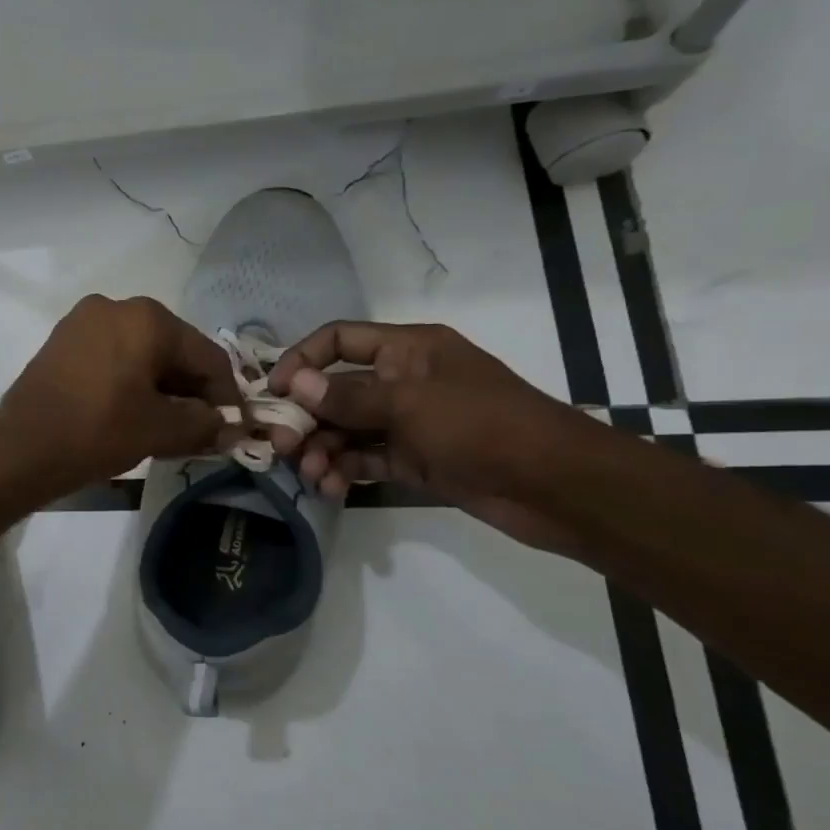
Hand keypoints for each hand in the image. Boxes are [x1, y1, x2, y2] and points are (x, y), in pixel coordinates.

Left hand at [0, 295, 241, 499]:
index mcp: (147, 317)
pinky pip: (111, 359)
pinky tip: (133, 414)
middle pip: (172, 350)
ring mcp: (82, 322)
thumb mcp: (160, 430)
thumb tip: (232, 428)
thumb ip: (205, 424)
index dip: (226, 395)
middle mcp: (115, 306)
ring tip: (169, 428)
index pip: (207, 356)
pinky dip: (129, 383)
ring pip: (140, 355)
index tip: (235, 428)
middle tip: (202, 430)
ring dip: (160, 389)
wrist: (20, 448)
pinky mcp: (61, 343)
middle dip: (191, 392)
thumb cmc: (97, 431)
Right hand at [268, 322, 598, 553]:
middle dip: (305, 418)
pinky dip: (344, 471)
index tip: (274, 391)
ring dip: (322, 450)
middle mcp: (402, 381)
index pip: (340, 340)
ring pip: (346, 430)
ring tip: (312, 476)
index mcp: (407, 350)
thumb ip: (348, 396)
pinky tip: (331, 488)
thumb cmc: (482, 426)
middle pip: (335, 391)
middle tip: (284, 447)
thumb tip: (294, 385)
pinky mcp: (413, 460)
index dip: (302, 359)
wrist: (555, 486)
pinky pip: (364, 459)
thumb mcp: (410, 404)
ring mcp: (407, 423)